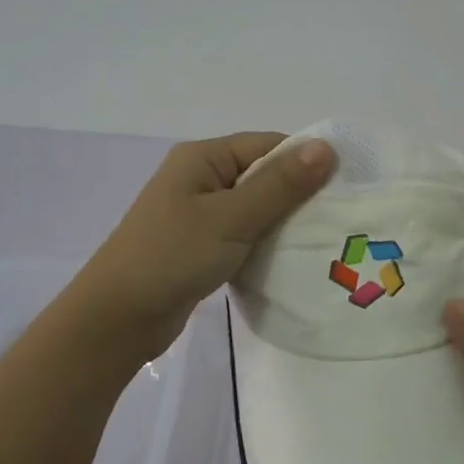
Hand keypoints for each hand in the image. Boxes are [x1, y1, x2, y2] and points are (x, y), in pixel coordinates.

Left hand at [73, 132, 335, 362]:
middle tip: (339, 220)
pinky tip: (290, 259)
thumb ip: (281, 184)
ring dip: (284, 222)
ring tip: (322, 241)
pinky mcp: (200, 245)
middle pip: (264, 175)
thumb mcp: (232, 217)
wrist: (118, 318)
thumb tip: (327, 147)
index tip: (345, 188)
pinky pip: (244, 233)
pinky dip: (266, 243)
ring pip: (256, 208)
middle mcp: (201, 178)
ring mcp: (199, 213)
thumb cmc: (173, 256)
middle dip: (299, 195)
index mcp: (204, 158)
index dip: (307, 162)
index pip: (268, 146)